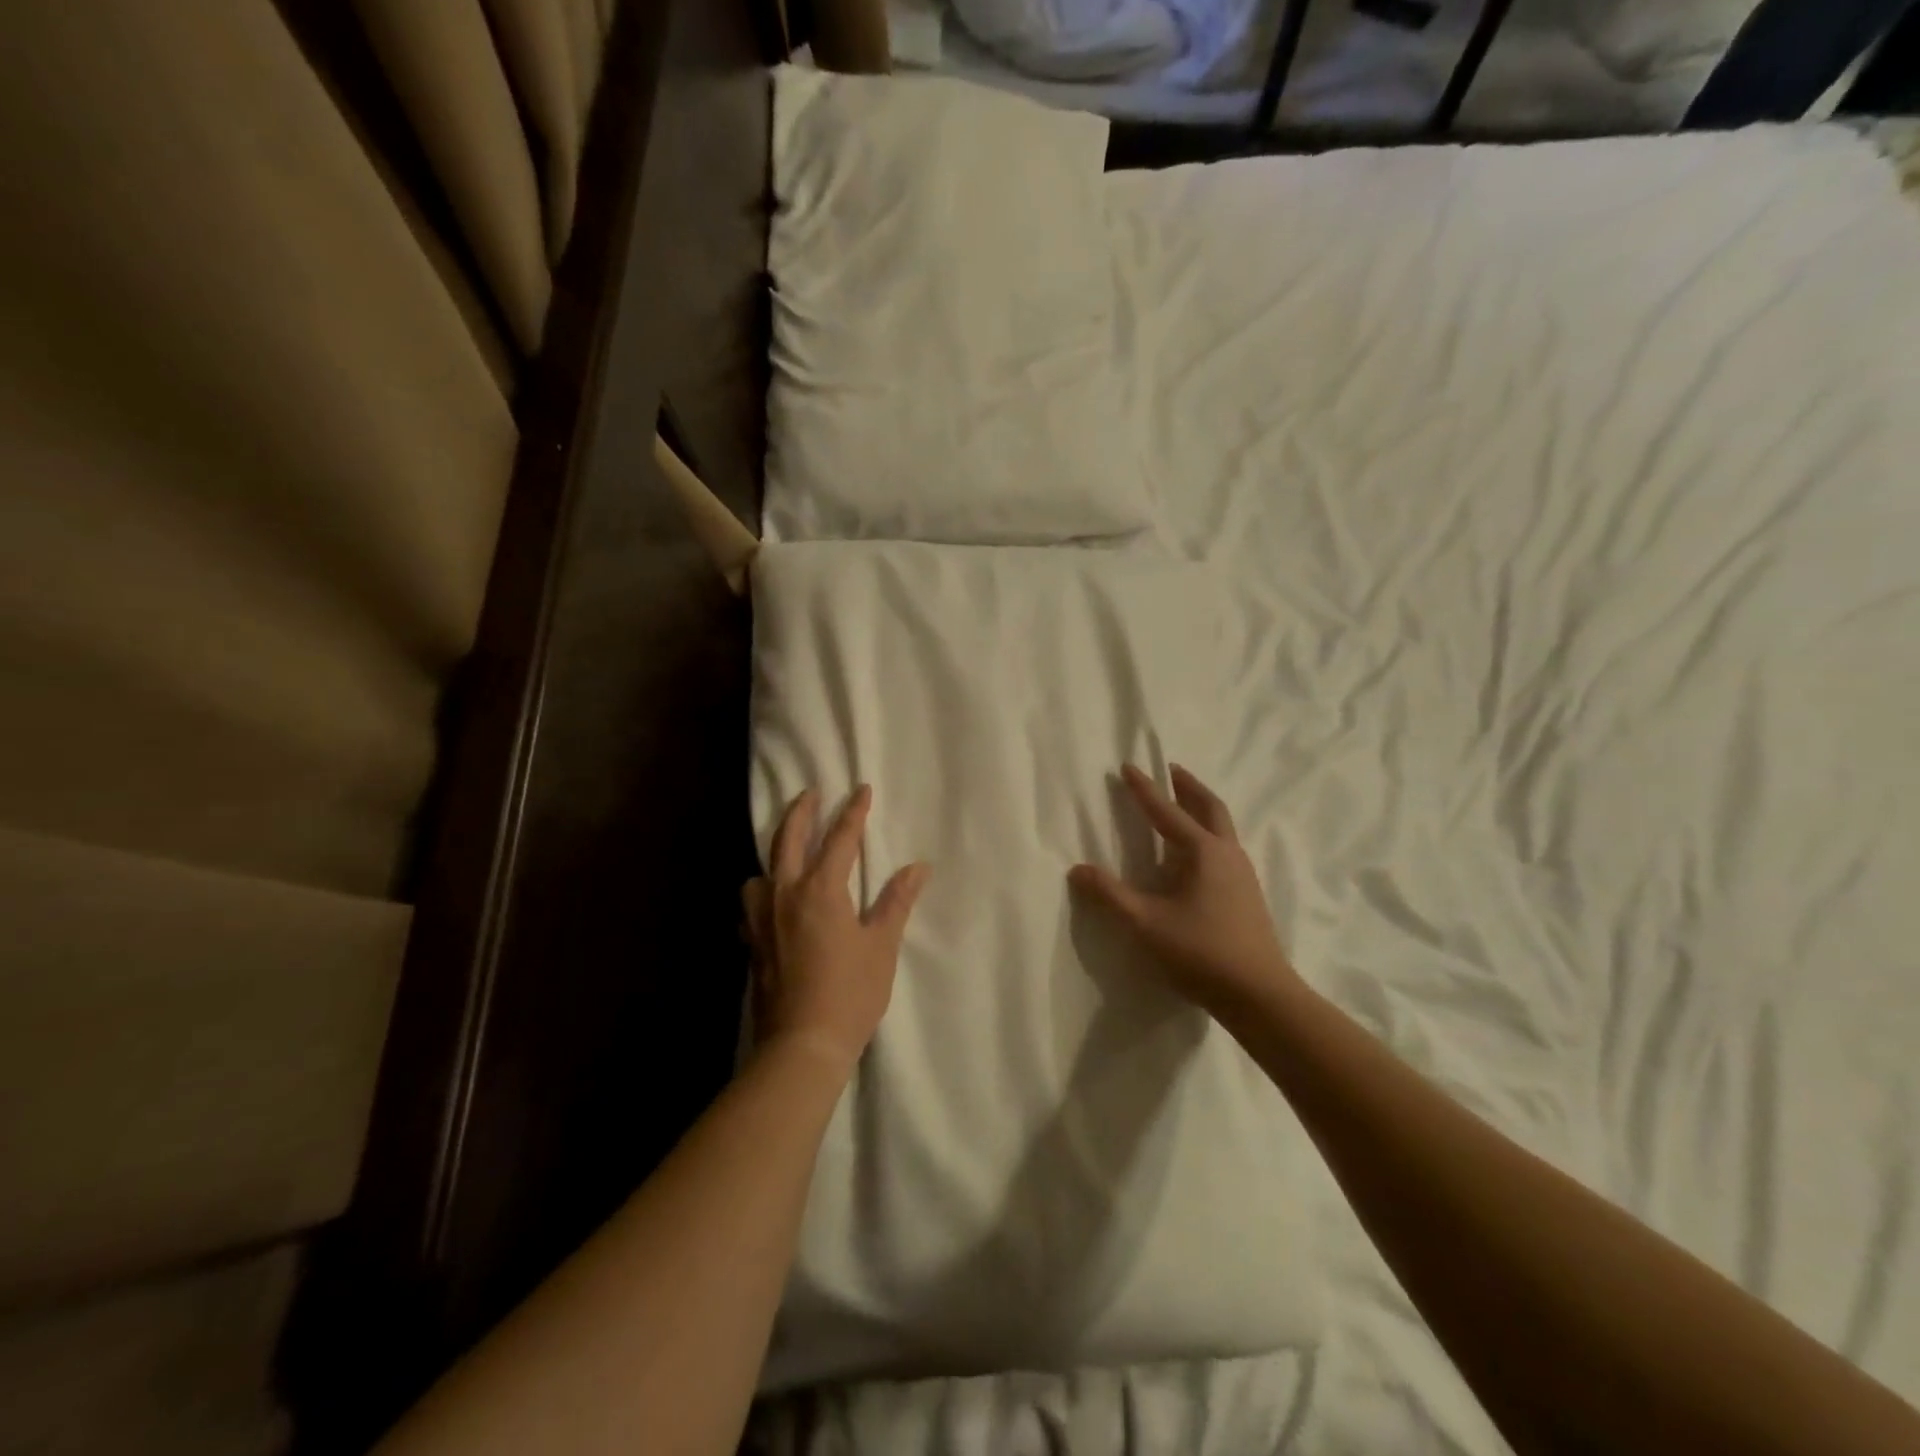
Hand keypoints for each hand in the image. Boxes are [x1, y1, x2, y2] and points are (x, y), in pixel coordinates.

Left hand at [743, 785, 929, 1075]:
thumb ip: (896, 902)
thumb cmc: (850, 993)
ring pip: (760, 871)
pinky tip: (771, 904)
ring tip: (787, 855)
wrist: (802, 1045)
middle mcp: (785, 894)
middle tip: (811, 793)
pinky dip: (761, 892)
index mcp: (821, 890)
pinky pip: (751, 903)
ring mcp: (762, 918)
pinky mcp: (751, 942)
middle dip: (801, 812)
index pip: (840, 839)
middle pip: (788, 839)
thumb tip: (917, 867)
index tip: (861, 790)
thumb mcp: (881, 946)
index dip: (853, 812)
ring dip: (775, 854)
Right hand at [1069, 764, 1298, 1021]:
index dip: (1144, 789)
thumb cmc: (1201, 952)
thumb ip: (1110, 895)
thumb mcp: (1146, 924)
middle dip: (1188, 786)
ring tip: (1183, 803)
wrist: (1260, 994)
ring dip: (1201, 807)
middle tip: (1171, 770)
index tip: (1128, 766)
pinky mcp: (1248, 893)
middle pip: (1209, 807)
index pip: (1167, 811)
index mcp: (1202, 852)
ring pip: (1222, 826)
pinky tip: (1197, 852)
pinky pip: (1225, 846)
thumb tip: (1077, 869)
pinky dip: (1209, 832)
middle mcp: (1227, 853)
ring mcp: (1242, 873)